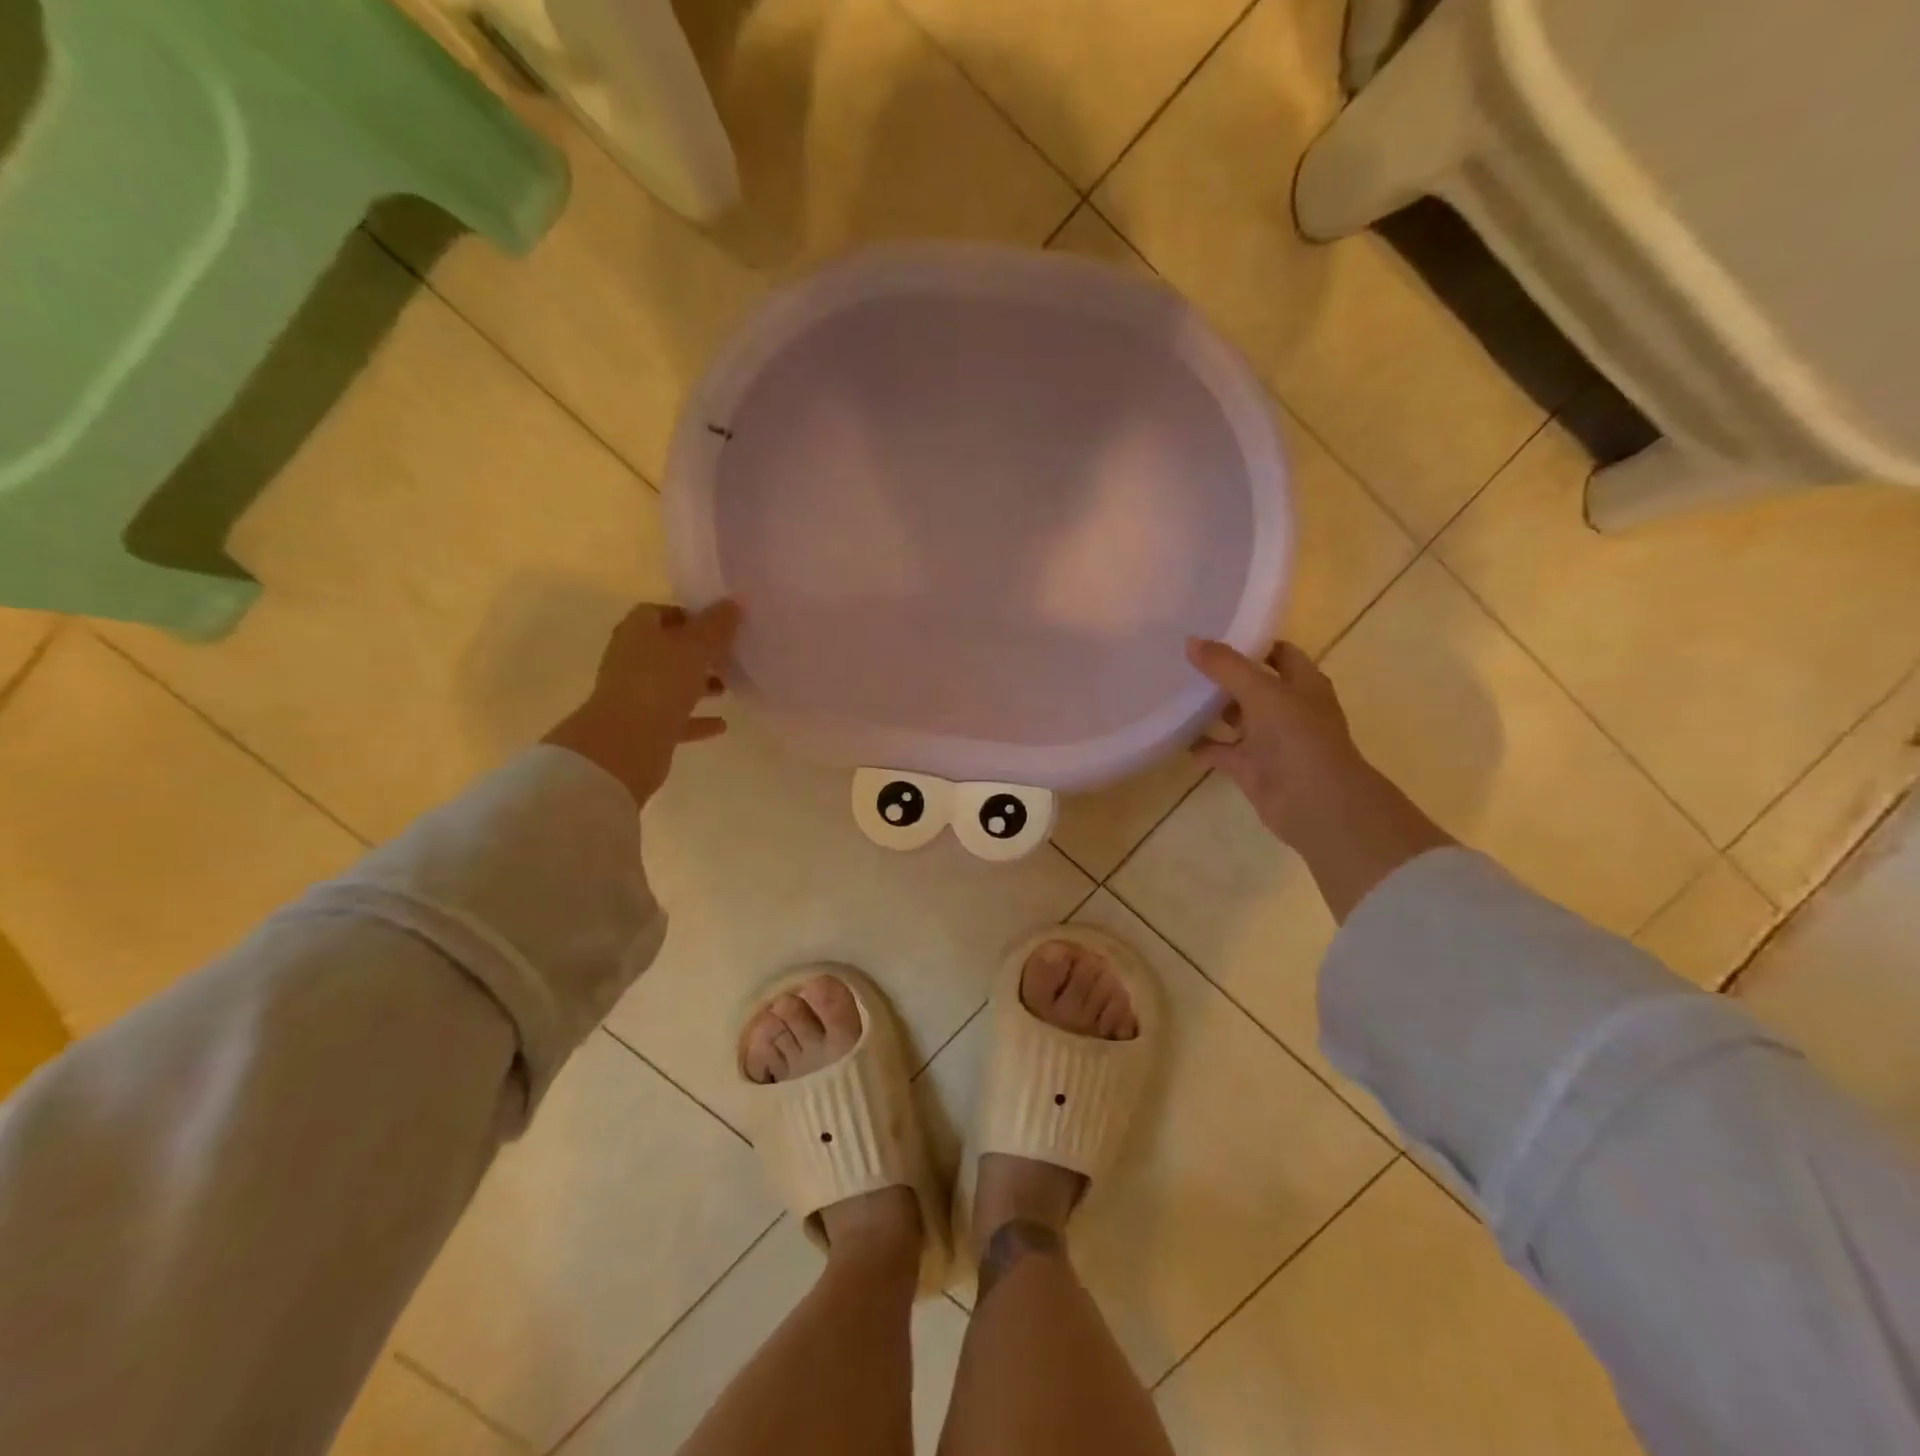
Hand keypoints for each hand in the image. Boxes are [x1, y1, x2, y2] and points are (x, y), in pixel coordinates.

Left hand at [545, 600, 741, 806]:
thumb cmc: (660, 682)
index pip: (660, 612)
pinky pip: (676, 718)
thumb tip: (736, 602)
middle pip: (667, 649)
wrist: (626, 742)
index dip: (689, 616)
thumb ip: (717, 625)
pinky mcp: (645, 726)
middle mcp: (632, 659)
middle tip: (730, 655)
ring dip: (699, 685)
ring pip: (672, 684)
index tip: (720, 625)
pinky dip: (698, 719)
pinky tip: (722, 723)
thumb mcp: (696, 646)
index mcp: (637, 631)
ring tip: (729, 686)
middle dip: (698, 652)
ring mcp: (636, 694)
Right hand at [1186, 637, 1453, 920]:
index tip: (1214, 633)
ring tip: (1176, 693)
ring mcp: (1271, 740)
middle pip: (1253, 684)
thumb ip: (1226, 666)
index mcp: (1303, 683)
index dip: (1251, 642)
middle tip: (1185, 661)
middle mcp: (1288, 708)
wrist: (1315, 802)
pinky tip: (1177, 736)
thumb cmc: (1297, 736)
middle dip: (1224, 675)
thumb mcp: (1261, 691)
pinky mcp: (1252, 768)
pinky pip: (1222, 751)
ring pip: (1237, 718)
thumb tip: (1191, 641)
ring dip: (1212, 709)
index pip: (1278, 653)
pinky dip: (1203, 745)